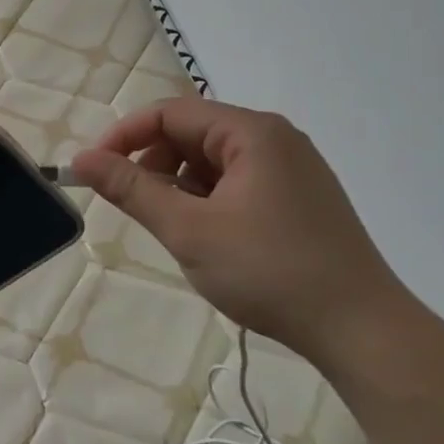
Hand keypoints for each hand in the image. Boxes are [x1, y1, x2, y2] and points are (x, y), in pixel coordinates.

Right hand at [72, 98, 408, 356]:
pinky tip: (207, 237)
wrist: (362, 330)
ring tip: (172, 227)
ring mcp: (293, 169)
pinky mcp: (300, 198)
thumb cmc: (269, 272)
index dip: (124, 136)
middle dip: (153, 162)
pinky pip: (238, 181)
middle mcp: (275, 139)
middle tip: (132, 204)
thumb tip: (81, 159)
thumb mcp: (188, 230)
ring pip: (213, 160)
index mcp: (252, 133)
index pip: (170, 113)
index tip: (93, 170)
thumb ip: (131, 190)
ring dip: (179, 184)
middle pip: (193, 133)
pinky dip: (208, 199)